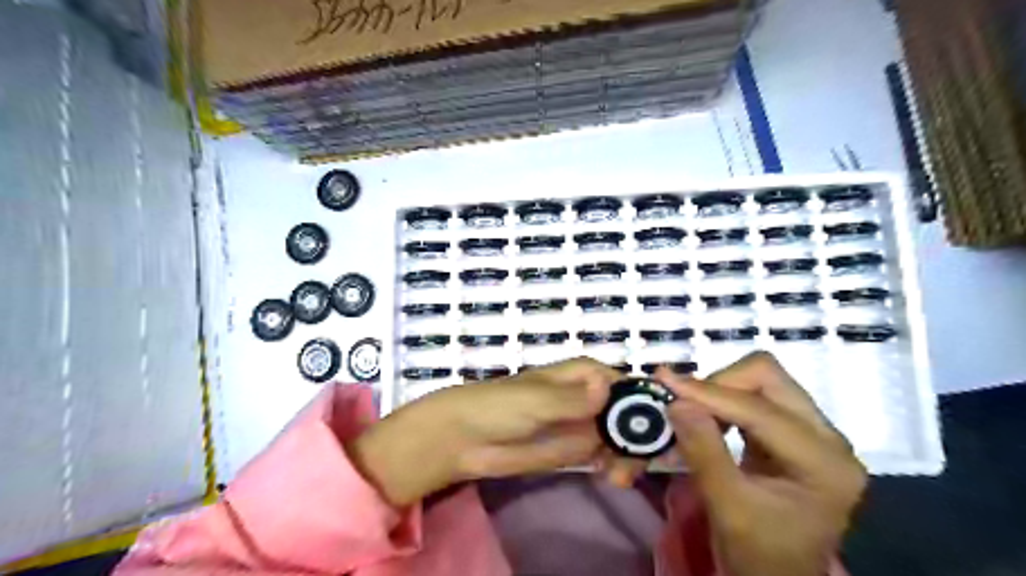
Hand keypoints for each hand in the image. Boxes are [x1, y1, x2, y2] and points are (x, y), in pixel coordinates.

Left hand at [353, 358, 638, 506]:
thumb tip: (608, 389)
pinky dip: (614, 465)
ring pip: (620, 436)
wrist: (465, 439)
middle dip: (638, 435)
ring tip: (620, 476)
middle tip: (634, 461)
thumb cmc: (499, 405)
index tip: (658, 427)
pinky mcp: (574, 449)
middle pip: (628, 412)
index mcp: (584, 374)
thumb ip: (574, 400)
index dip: (644, 401)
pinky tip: (613, 478)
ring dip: (628, 455)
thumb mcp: (537, 399)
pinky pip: (604, 454)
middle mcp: (589, 396)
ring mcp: (583, 424)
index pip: (625, 382)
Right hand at [658, 351, 862, 575]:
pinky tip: (706, 417)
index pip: (761, 410)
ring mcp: (814, 432)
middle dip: (719, 384)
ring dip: (720, 390)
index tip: (665, 381)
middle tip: (682, 401)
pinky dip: (724, 401)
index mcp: (825, 464)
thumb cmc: (759, 555)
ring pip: (762, 381)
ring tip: (690, 411)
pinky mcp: (794, 432)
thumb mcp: (728, 508)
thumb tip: (676, 402)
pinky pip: (755, 396)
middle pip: (769, 378)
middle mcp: (829, 438)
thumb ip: (704, 452)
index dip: (709, 393)